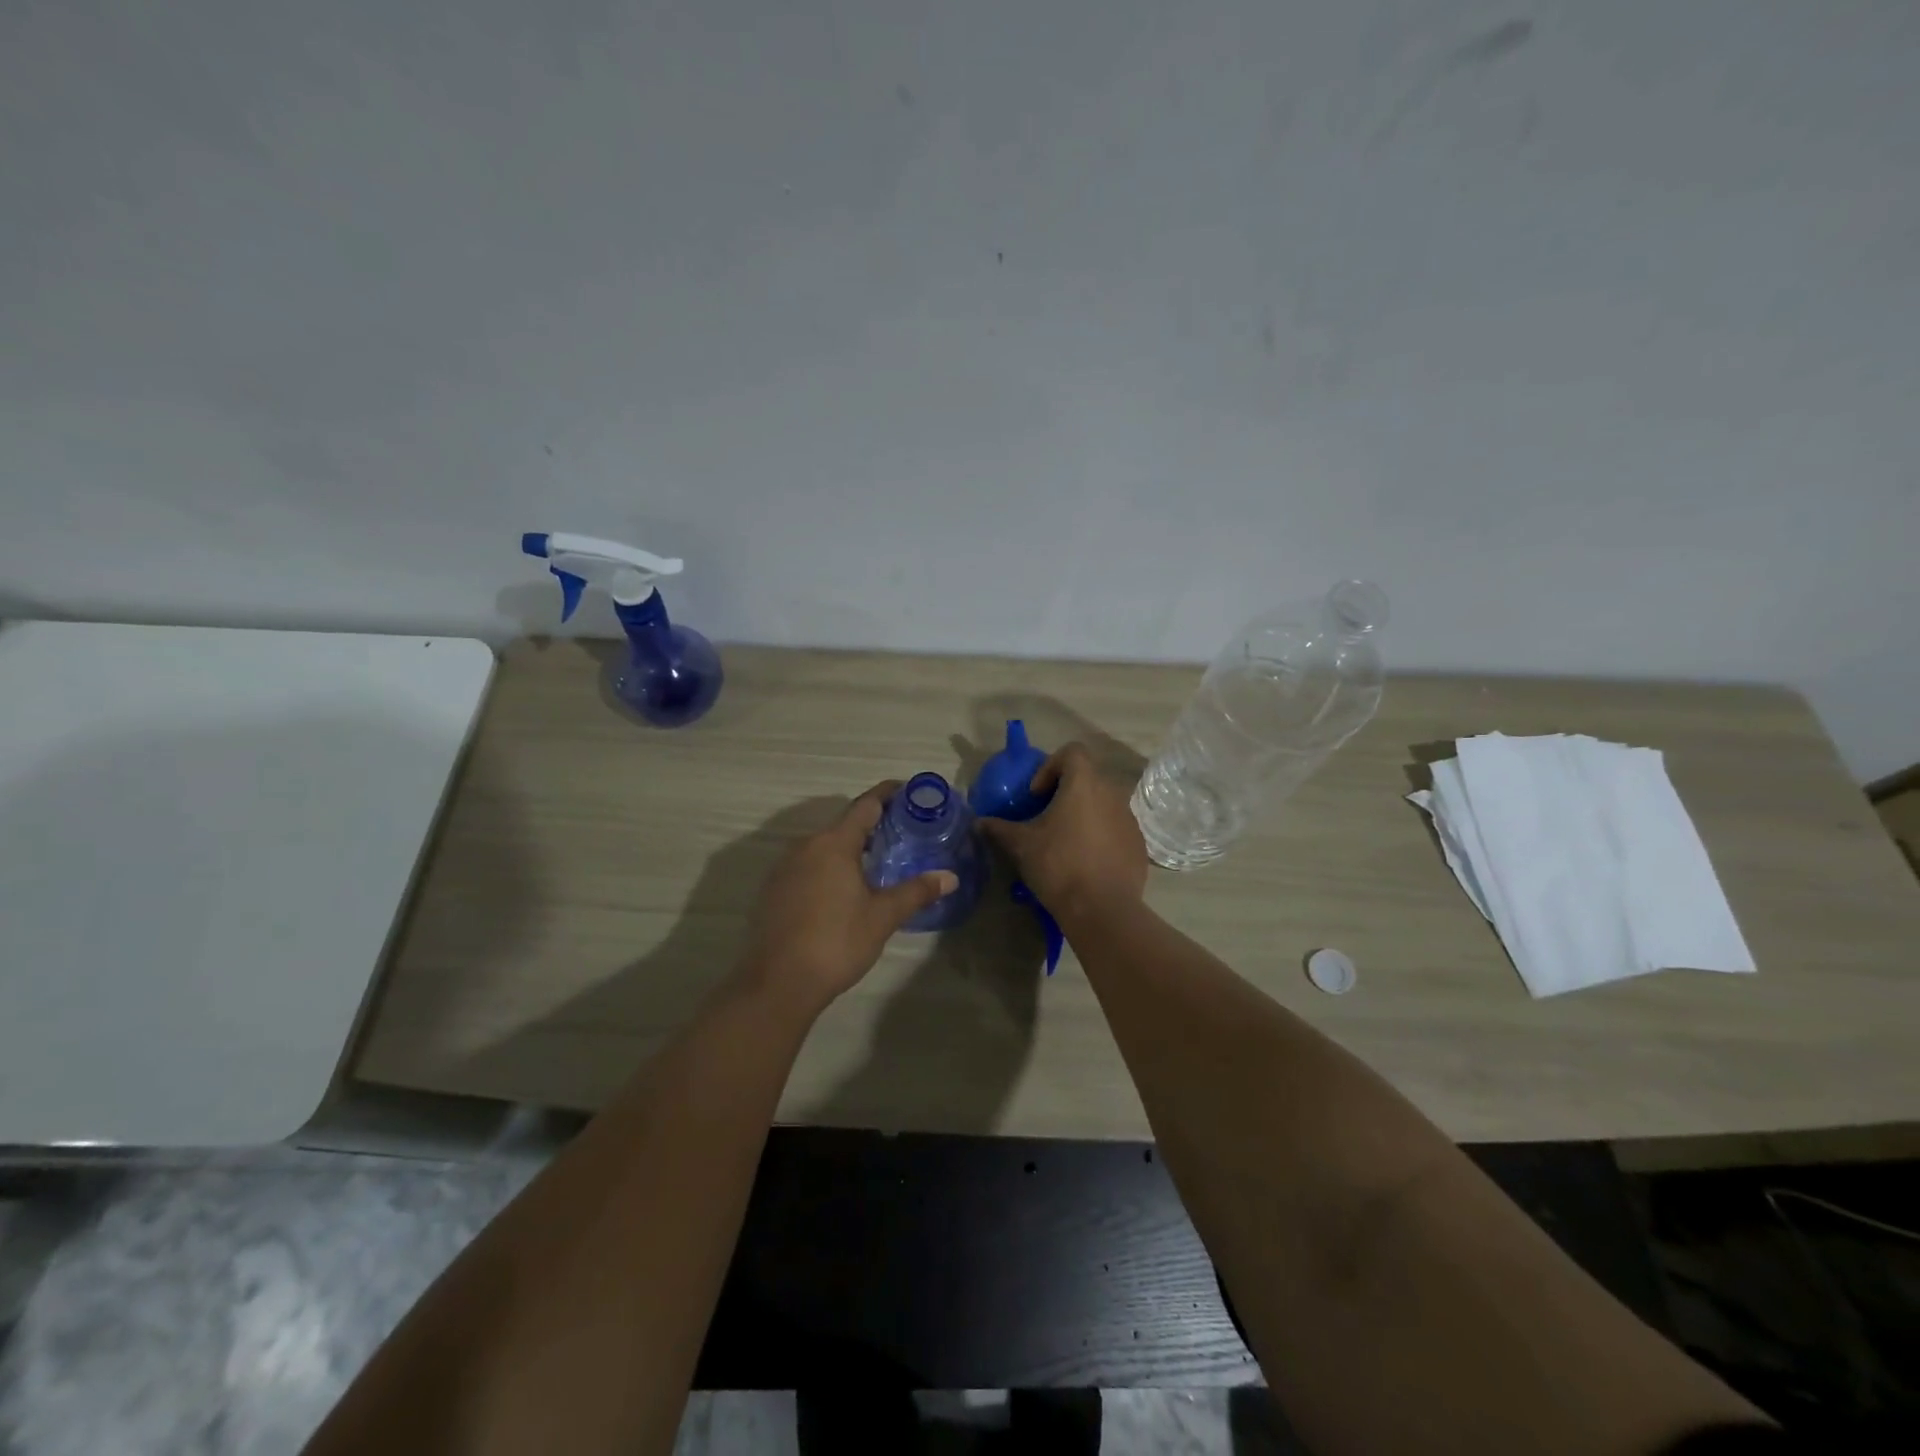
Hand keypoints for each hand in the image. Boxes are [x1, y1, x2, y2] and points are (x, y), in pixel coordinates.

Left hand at [739, 781, 957, 1015]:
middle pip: (844, 824)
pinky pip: (808, 865)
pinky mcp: (774, 890)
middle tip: (902, 831)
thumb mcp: (882, 916)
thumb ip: (916, 892)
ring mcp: (785, 868)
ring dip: (850, 847)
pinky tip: (844, 888)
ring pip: (824, 846)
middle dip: (872, 824)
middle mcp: (806, 846)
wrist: (778, 983)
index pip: (865, 805)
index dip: (888, 794)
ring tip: (877, 860)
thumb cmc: (836, 941)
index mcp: (833, 844)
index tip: (908, 790)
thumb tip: (950, 877)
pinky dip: (830, 866)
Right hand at [978, 744, 1148, 922]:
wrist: (1102, 909)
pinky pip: (1116, 828)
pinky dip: (1101, 835)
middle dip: (1066, 791)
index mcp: (1084, 783)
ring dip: (1084, 813)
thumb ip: (999, 828)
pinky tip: (1086, 861)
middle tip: (1047, 817)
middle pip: (1088, 777)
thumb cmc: (1058, 865)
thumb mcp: (1021, 845)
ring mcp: (1129, 818)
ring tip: (1066, 841)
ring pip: (1104, 803)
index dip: (1050, 766)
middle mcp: (1112, 793)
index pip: (1072, 751)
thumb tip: (979, 822)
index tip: (1037, 795)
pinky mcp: (1138, 844)